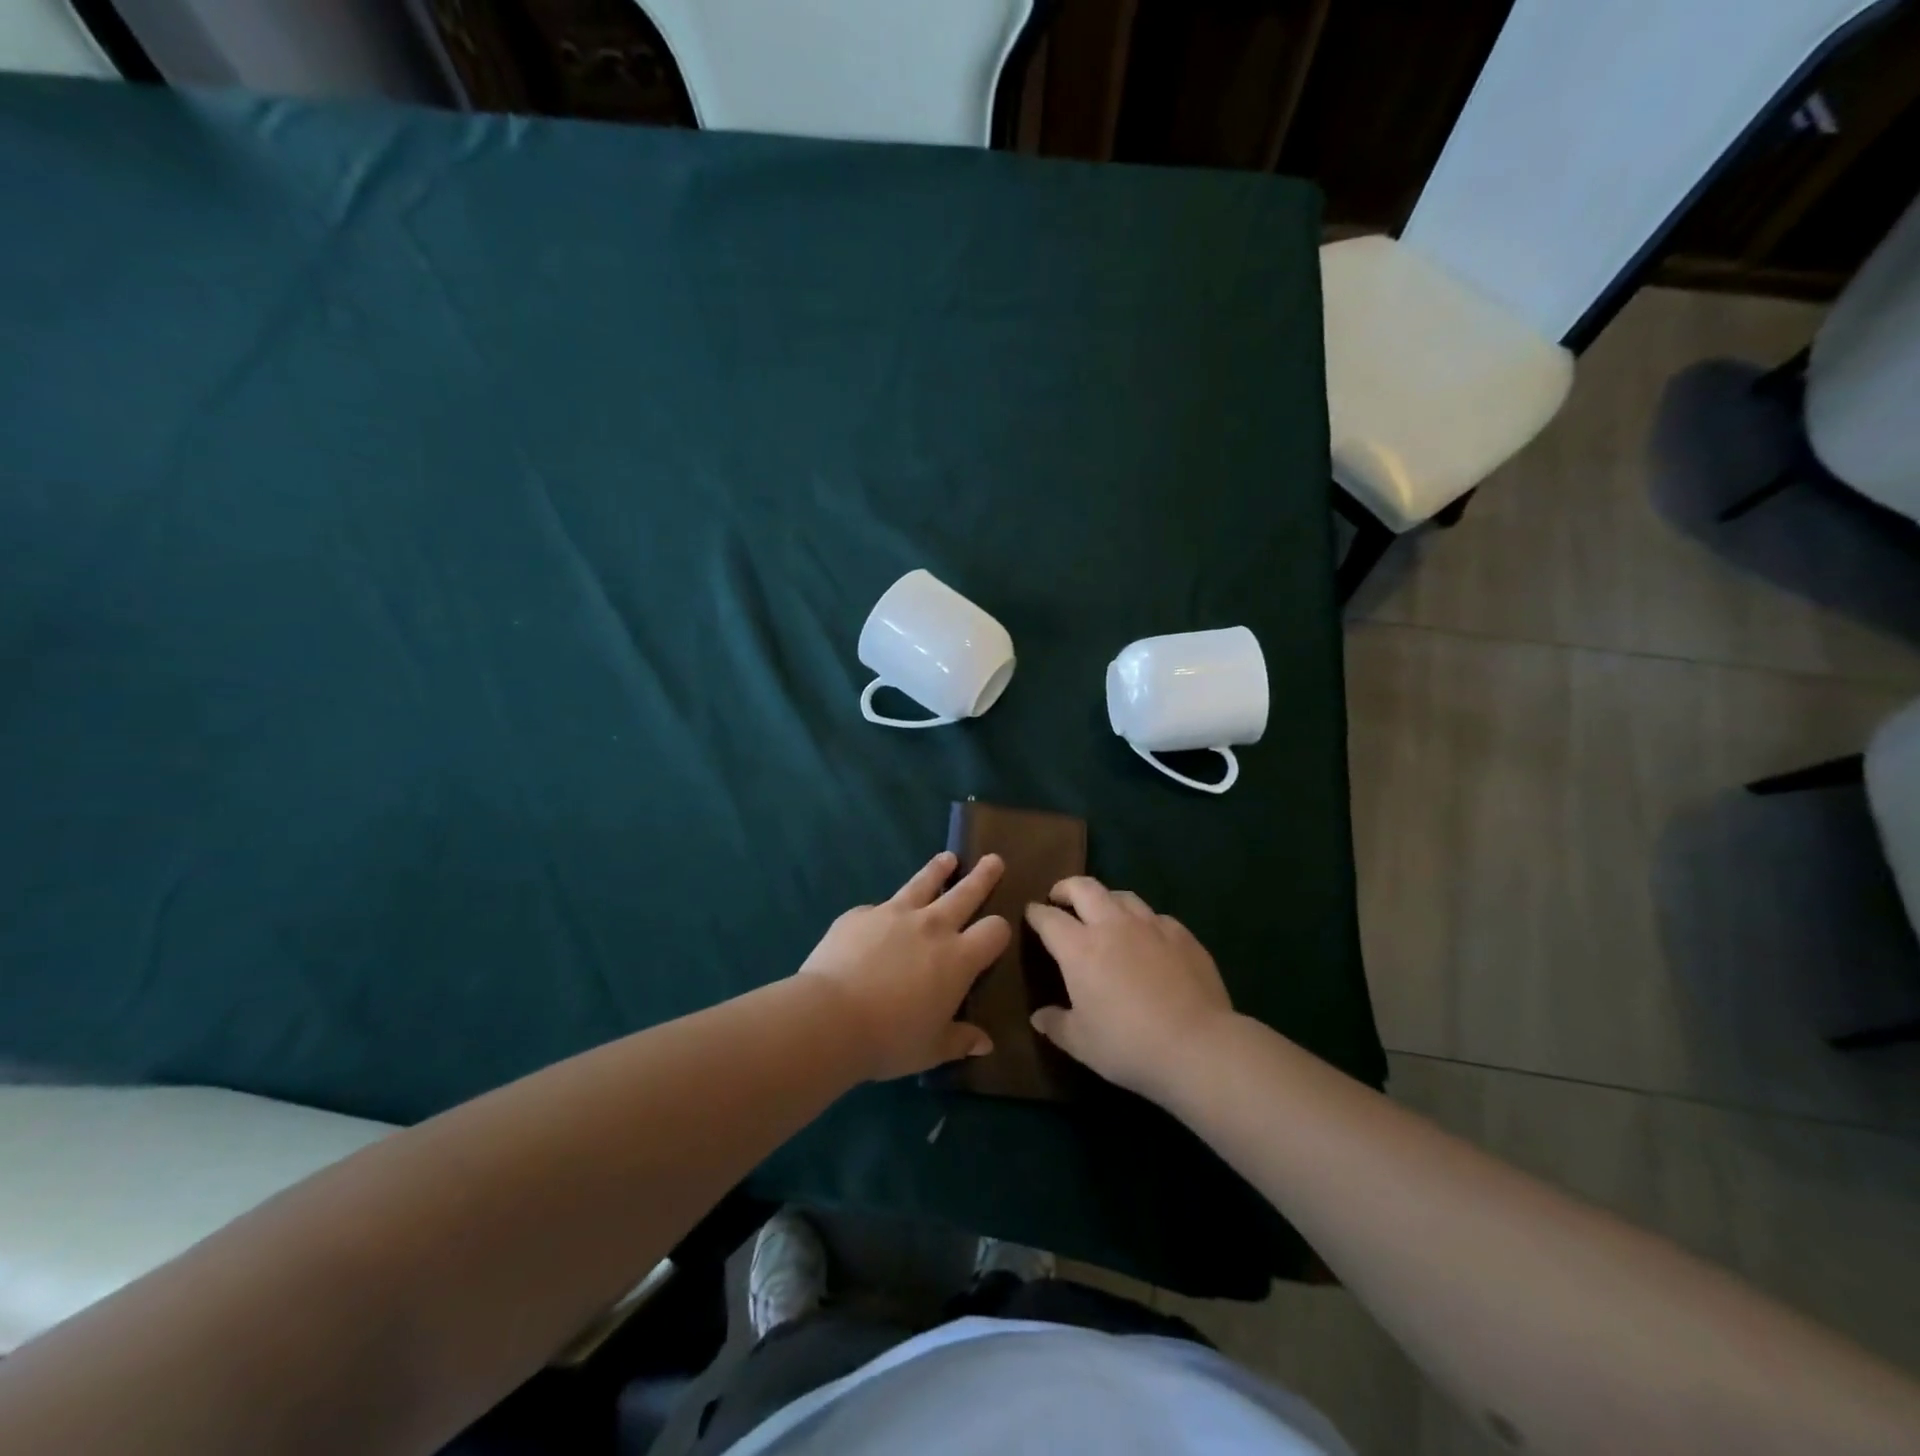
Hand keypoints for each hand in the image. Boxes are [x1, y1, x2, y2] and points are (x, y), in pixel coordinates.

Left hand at [798, 852, 1010, 1081]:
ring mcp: (894, 914)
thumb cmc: (889, 1039)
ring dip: (938, 870)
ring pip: (923, 882)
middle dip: (983, 876)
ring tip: (947, 859)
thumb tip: (985, 1043)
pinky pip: (878, 907)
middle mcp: (932, 927)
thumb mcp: (931, 1049)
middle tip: (993, 860)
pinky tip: (877, 917)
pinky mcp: (860, 914)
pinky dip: (884, 910)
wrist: (830, 1017)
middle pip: (966, 892)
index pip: (994, 931)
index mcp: (958, 959)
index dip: (1000, 929)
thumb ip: (960, 1040)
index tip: (1000, 927)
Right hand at [1025, 877, 1235, 1098]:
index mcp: (1080, 948)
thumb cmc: (1128, 1045)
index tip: (1031, 914)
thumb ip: (1056, 1024)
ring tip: (1103, 913)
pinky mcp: (1182, 935)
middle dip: (1066, 888)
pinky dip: (1142, 921)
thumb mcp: (1081, 1043)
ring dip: (1105, 899)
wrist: (1198, 1046)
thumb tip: (1039, 1016)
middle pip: (1084, 888)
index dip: (1036, 913)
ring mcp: (1151, 926)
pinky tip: (1146, 938)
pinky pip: (1155, 916)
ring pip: (1122, 895)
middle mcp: (1112, 925)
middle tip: (1060, 898)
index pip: (1048, 918)